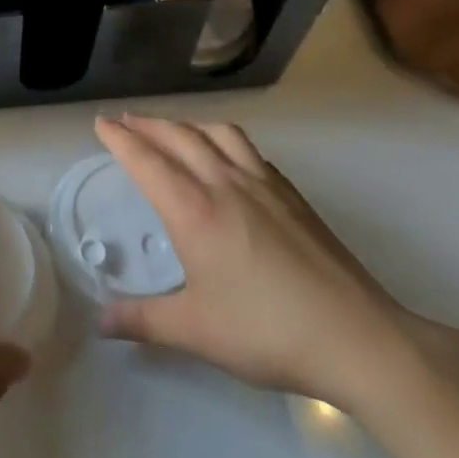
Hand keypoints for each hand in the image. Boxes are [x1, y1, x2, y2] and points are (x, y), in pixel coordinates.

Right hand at [94, 115, 458, 412]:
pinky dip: (224, 139)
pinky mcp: (292, 194)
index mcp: (195, 210)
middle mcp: (225, 183)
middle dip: (147, 124)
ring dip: (187, 124)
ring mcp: (264, 184)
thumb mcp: (196, 331)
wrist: (357, 337)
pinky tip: (227, 157)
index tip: (101, 124)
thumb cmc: (268, 332)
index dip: (120, 139)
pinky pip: (248, 149)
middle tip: (125, 121)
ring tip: (173, 130)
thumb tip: (101, 320)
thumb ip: (144, 320)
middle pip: (179, 136)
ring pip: (217, 133)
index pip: (147, 160)